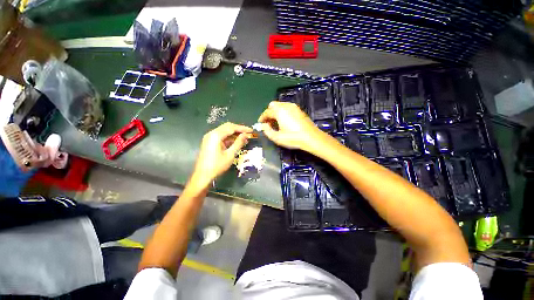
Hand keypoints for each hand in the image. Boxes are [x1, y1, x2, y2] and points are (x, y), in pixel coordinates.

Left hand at [192, 122, 252, 185]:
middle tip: (248, 133)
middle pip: (227, 127)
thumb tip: (245, 135)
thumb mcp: (230, 154)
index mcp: (216, 135)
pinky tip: (236, 141)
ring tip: (244, 138)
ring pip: (224, 131)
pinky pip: (221, 136)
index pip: (231, 127)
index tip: (251, 130)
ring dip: (234, 134)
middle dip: (238, 129)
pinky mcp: (209, 142)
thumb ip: (238, 143)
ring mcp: (209, 137)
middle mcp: (212, 133)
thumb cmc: (217, 166)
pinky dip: (229, 138)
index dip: (242, 128)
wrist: (203, 175)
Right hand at [258, 101, 327, 150]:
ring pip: (280, 105)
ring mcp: (294, 107)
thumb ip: (267, 131)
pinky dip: (282, 112)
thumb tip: (263, 126)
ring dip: (275, 112)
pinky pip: (287, 107)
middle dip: (269, 113)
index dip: (262, 118)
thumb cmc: (293, 138)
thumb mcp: (277, 137)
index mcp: (279, 111)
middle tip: (268, 123)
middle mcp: (286, 106)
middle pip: (273, 105)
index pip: (267, 112)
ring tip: (276, 123)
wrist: (311, 137)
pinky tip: (284, 121)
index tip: (260, 123)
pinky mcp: (299, 110)